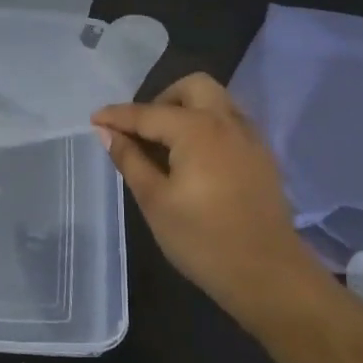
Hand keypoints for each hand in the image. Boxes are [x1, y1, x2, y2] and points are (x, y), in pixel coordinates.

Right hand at [92, 72, 305, 312]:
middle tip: (143, 130)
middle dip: (162, 98)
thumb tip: (106, 132)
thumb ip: (130, 160)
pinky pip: (231, 122)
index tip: (94, 119)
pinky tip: (196, 159)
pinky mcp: (262, 156)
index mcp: (196, 129)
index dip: (117, 116)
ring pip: (216, 101)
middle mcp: (226, 121)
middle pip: (192, 87)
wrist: (269, 275)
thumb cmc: (203, 239)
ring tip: (167, 144)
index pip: (147, 113)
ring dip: (188, 109)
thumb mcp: (155, 201)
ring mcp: (250, 137)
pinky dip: (208, 126)